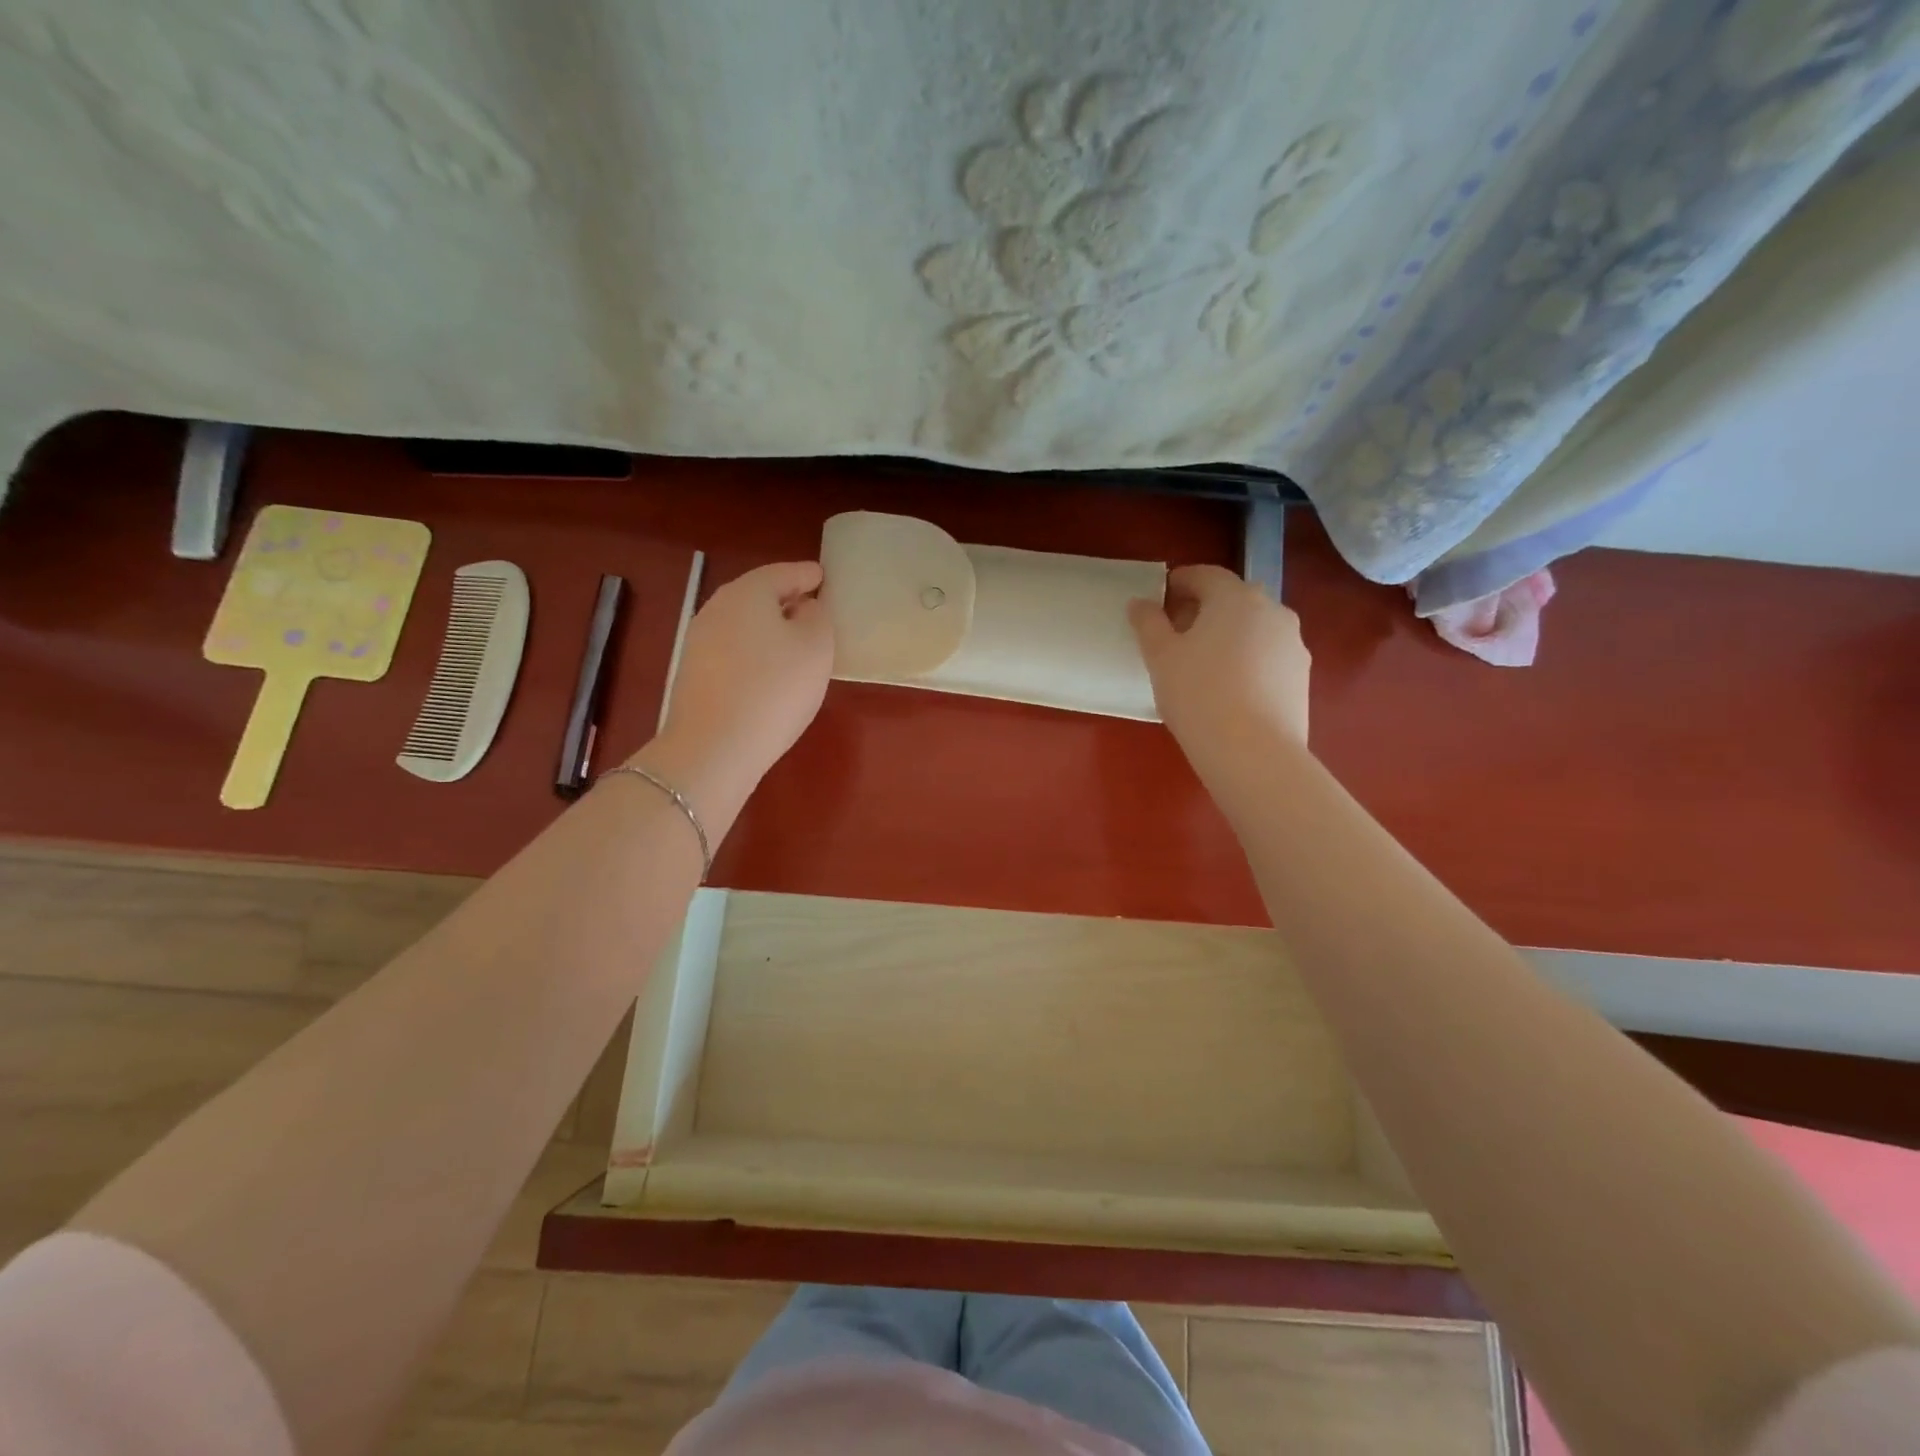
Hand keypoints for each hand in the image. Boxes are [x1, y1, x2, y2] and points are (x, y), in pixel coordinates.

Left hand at [639, 561, 833, 796]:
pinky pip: (732, 650)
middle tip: (811, 606)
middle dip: (784, 599)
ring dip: (768, 627)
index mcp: (747, 593)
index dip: (806, 574)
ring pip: (742, 623)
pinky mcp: (693, 674)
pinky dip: (753, 651)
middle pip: (756, 595)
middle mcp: (716, 608)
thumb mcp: (816, 647)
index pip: (782, 573)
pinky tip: (768, 672)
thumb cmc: (775, 689)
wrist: (714, 748)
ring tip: (794, 642)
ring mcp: (699, 642)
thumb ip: (817, 617)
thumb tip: (804, 609)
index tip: (822, 576)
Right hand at [1129, 565, 1310, 768]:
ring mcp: (1293, 644)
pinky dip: (1247, 660)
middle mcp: (1272, 610)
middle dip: (1205, 608)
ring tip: (1203, 664)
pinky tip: (1229, 688)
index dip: (1180, 582)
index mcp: (1236, 597)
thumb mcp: (1160, 657)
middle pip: (1233, 599)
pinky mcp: (1302, 676)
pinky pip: (1268, 656)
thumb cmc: (1198, 694)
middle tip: (1177, 632)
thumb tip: (1141, 603)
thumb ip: (1148, 623)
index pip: (1205, 575)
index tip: (1160, 598)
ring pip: (1254, 628)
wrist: (1253, 752)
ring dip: (1229, 635)